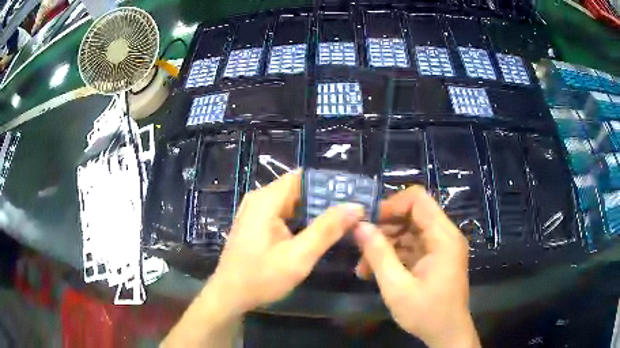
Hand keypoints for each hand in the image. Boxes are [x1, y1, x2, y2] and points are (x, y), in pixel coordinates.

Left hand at [209, 170, 364, 312]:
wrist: (230, 295)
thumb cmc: (261, 277)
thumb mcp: (298, 256)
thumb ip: (327, 230)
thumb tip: (355, 206)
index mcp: (266, 200)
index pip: (303, 177)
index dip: (328, 184)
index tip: (351, 195)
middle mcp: (259, 199)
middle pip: (298, 189)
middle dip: (324, 200)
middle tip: (352, 213)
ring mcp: (255, 211)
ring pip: (292, 202)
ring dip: (314, 211)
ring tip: (342, 221)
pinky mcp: (255, 223)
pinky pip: (283, 213)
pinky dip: (301, 220)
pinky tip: (317, 232)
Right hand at [353, 186, 479, 347]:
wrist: (447, 334)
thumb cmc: (426, 313)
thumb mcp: (397, 287)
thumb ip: (378, 254)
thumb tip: (359, 226)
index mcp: (443, 237)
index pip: (418, 199)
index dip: (391, 205)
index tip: (368, 222)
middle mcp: (445, 235)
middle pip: (412, 214)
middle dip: (384, 227)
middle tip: (360, 245)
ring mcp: (441, 247)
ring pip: (409, 231)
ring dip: (385, 244)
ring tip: (363, 265)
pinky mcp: (435, 258)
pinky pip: (412, 246)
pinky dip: (393, 254)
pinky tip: (374, 271)